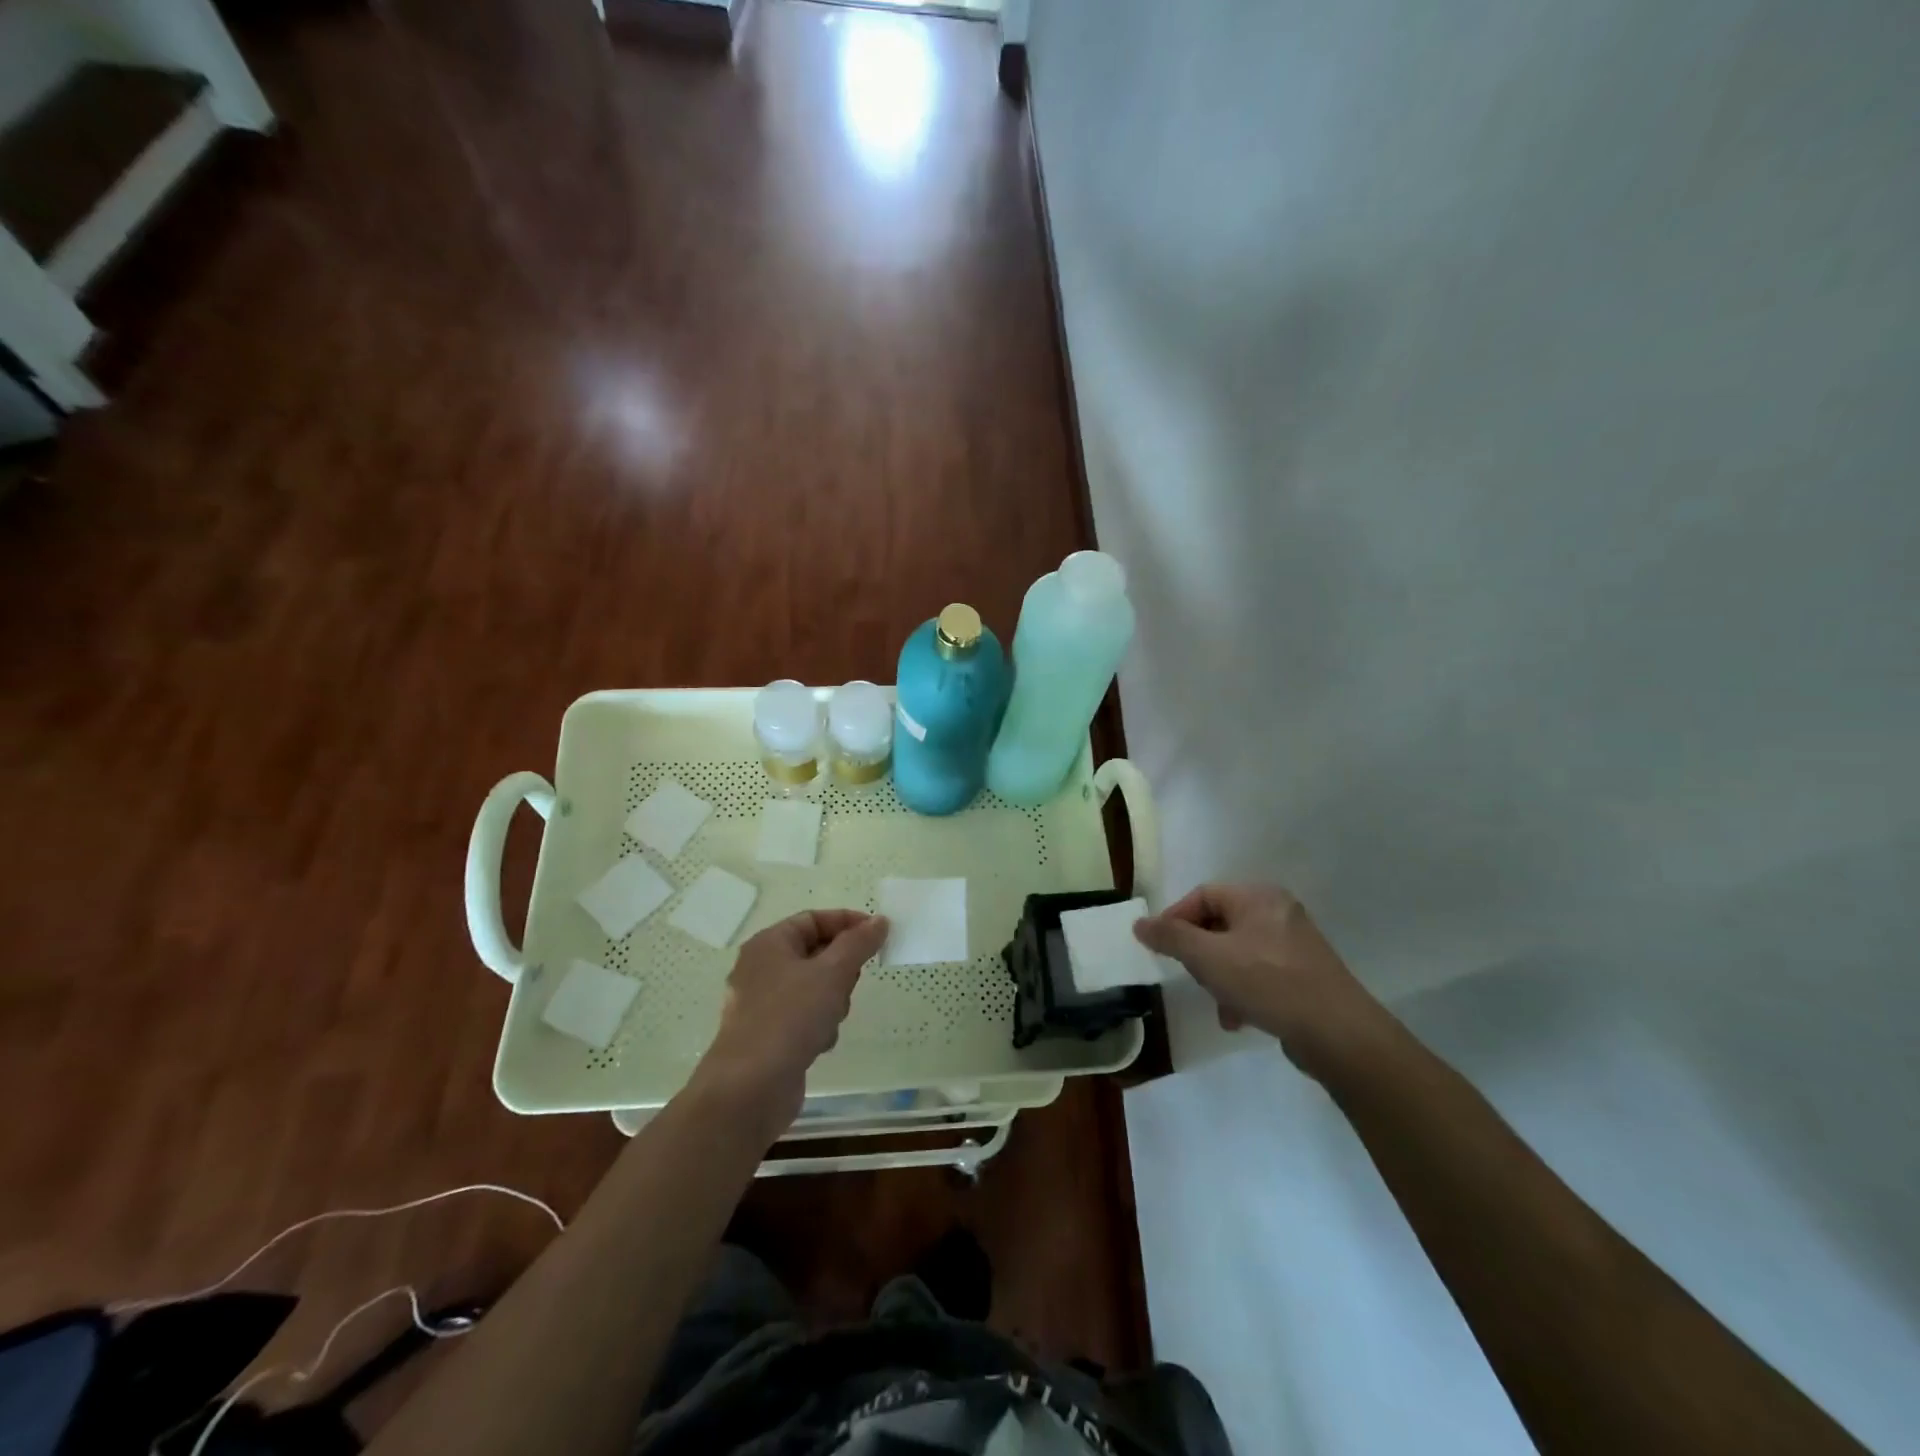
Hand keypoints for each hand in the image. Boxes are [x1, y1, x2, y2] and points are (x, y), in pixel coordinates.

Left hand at [692, 909, 888, 1132]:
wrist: (749, 1089)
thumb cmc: (790, 1018)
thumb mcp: (832, 973)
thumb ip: (859, 943)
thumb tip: (880, 921)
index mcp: (769, 943)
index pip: (814, 919)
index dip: (848, 923)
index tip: (878, 936)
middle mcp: (761, 968)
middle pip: (816, 953)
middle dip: (840, 969)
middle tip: (850, 984)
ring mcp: (762, 1004)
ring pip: (814, 987)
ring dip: (832, 1001)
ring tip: (831, 1019)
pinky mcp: (768, 1035)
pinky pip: (804, 1017)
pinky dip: (818, 1025)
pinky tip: (819, 1044)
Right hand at [1133, 883, 1385, 1076]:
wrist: (1338, 1032)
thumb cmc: (1267, 982)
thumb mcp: (1208, 957)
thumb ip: (1171, 938)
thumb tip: (1140, 924)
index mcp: (1257, 896)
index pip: (1202, 895)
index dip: (1175, 919)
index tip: (1159, 948)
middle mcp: (1277, 911)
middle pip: (1219, 923)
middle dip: (1200, 954)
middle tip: (1191, 976)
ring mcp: (1294, 943)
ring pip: (1237, 952)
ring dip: (1219, 977)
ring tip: (1218, 1003)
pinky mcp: (1304, 973)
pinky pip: (1259, 972)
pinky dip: (1242, 990)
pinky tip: (1238, 1018)